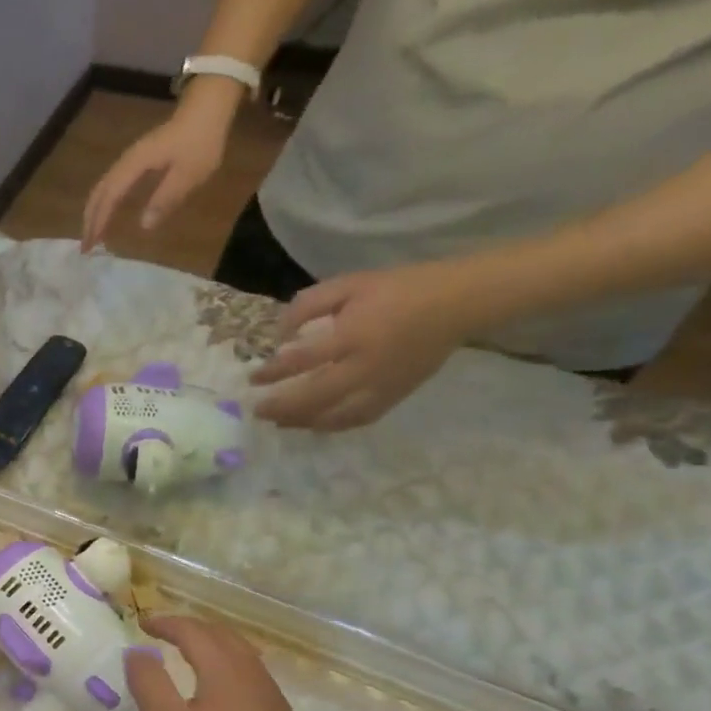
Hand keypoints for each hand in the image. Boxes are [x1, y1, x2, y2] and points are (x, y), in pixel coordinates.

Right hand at [81, 82, 237, 249]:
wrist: (207, 108)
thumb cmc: (200, 141)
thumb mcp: (189, 174)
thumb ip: (166, 199)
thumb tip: (143, 225)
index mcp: (135, 165)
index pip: (110, 197)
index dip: (99, 221)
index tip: (92, 245)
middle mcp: (126, 162)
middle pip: (99, 192)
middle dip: (89, 220)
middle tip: (86, 246)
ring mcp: (129, 159)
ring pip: (102, 188)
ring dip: (94, 211)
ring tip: (92, 233)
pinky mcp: (136, 160)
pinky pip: (111, 184)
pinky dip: (104, 202)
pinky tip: (107, 211)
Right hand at [124, 616, 335, 710]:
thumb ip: (150, 684)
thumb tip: (137, 652)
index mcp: (224, 668)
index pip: (192, 630)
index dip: (165, 622)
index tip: (142, 623)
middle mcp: (252, 673)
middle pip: (221, 635)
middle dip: (190, 628)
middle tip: (163, 633)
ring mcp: (271, 698)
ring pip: (240, 655)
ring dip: (211, 646)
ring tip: (187, 656)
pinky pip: (249, 676)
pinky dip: (225, 667)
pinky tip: (217, 694)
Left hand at [250, 260, 482, 429]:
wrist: (457, 302)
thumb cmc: (397, 289)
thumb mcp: (347, 284)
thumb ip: (308, 306)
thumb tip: (280, 336)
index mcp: (354, 334)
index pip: (303, 360)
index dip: (274, 372)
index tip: (253, 378)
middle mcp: (367, 366)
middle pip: (317, 397)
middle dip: (283, 406)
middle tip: (257, 410)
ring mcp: (384, 385)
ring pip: (337, 415)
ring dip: (303, 421)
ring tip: (278, 422)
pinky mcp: (397, 395)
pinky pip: (360, 418)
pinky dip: (333, 425)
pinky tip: (314, 424)